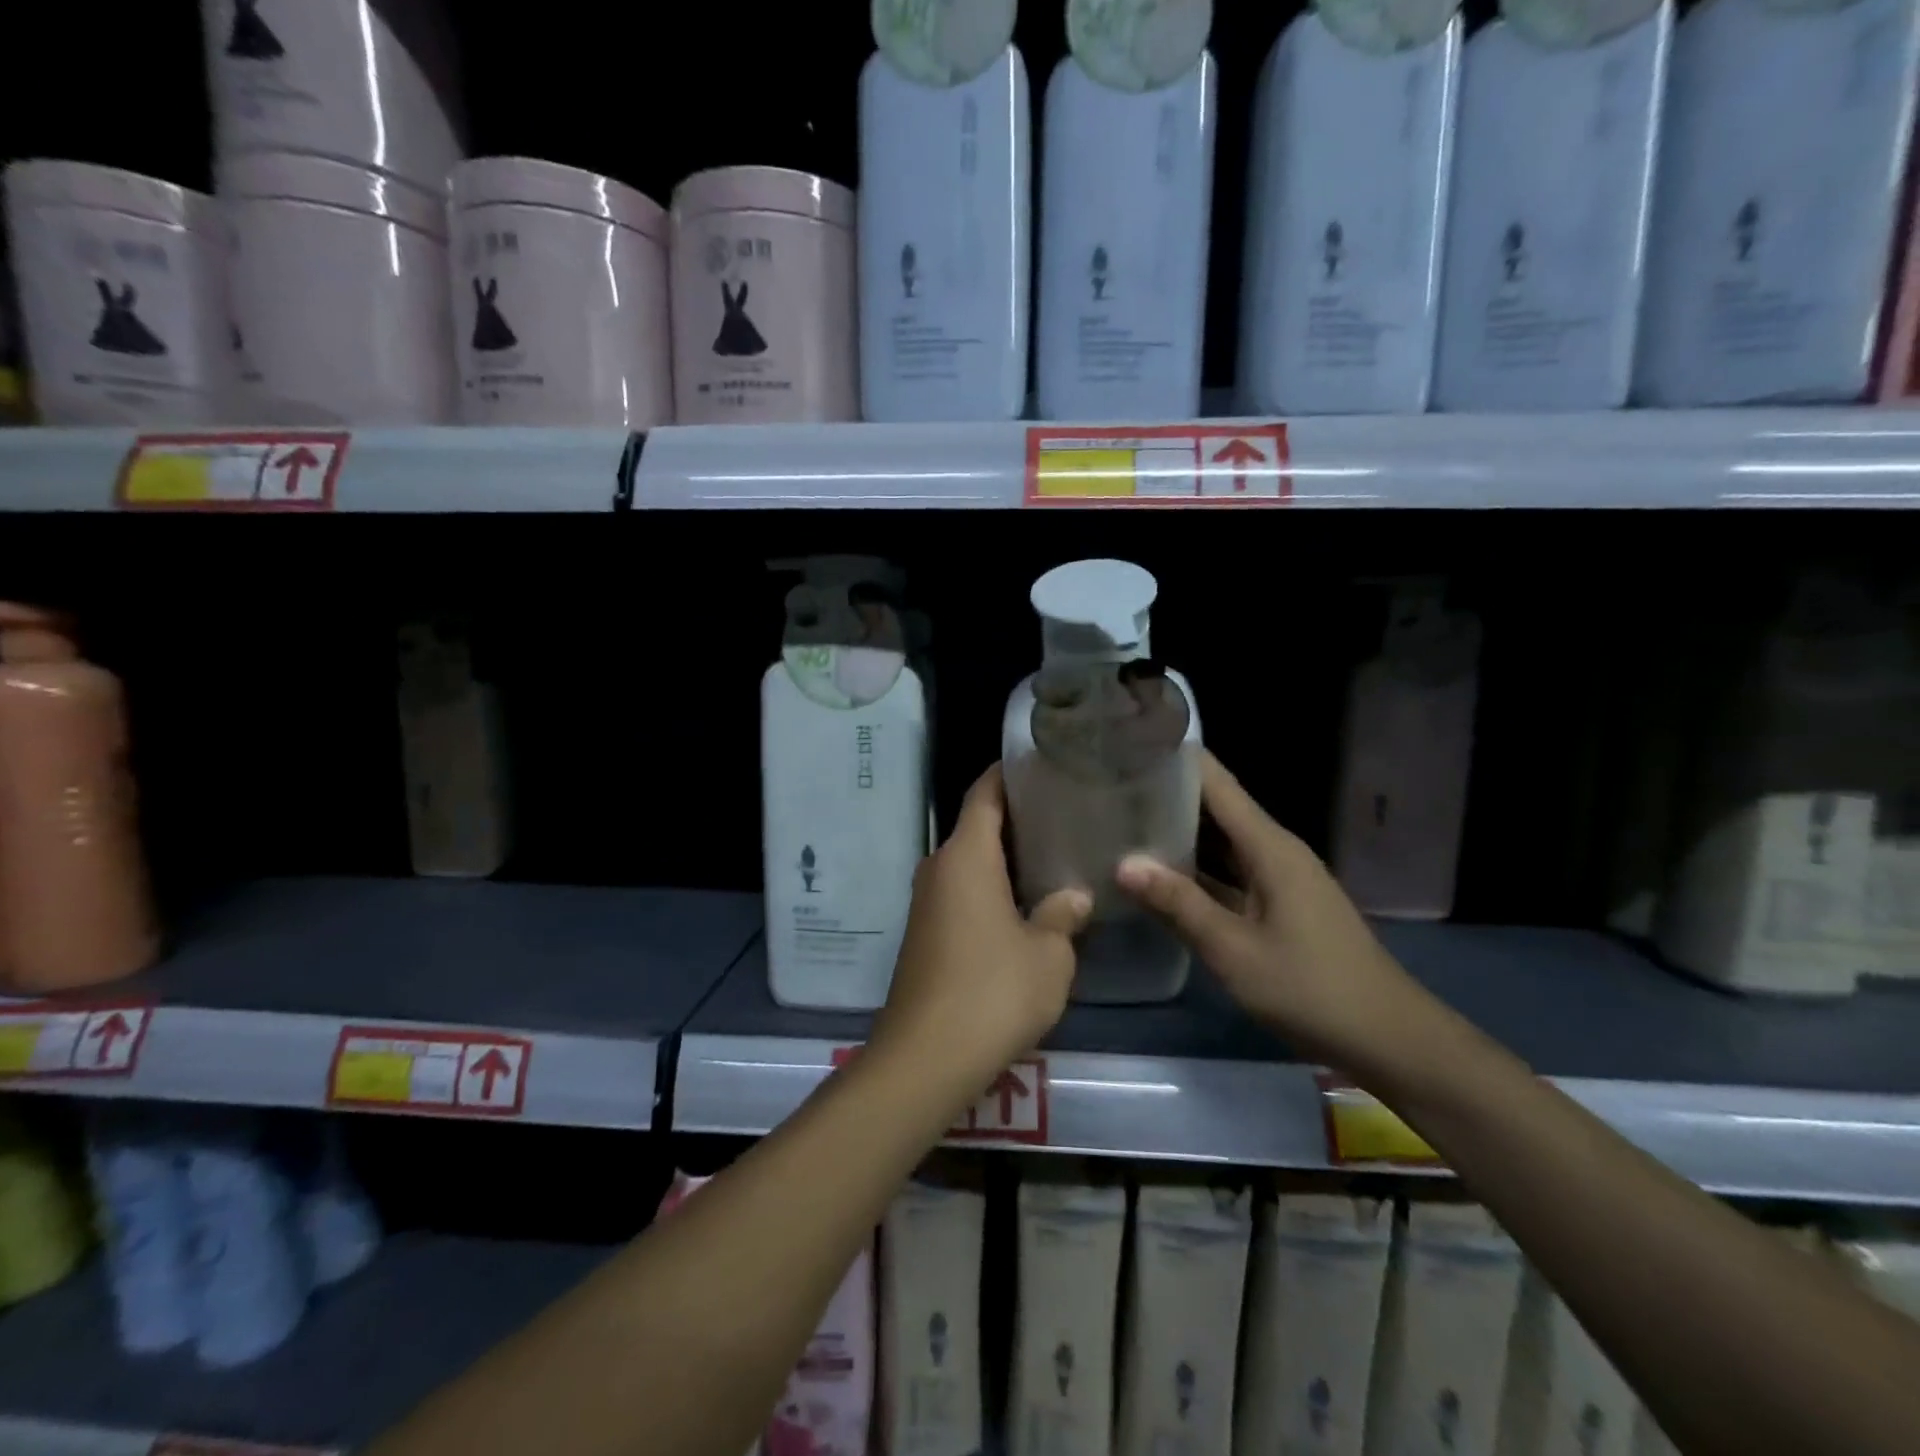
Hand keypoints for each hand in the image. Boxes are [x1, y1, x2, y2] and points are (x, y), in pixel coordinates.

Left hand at [872, 764, 1091, 1091]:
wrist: (925, 1058)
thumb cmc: (992, 992)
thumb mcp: (1048, 954)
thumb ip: (1063, 916)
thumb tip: (1072, 896)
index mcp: (965, 856)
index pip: (985, 793)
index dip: (1010, 773)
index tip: (1043, 765)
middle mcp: (938, 868)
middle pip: (977, 826)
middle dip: (1017, 817)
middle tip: (1065, 815)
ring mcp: (926, 903)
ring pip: (969, 863)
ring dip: (1004, 858)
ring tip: (1053, 856)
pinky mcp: (924, 935)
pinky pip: (961, 893)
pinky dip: (990, 888)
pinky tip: (1025, 905)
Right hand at [1116, 752, 1434, 1072]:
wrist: (1386, 1038)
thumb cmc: (1309, 988)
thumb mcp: (1233, 949)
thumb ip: (1178, 904)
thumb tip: (1123, 863)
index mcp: (1269, 846)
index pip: (1217, 783)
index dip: (1176, 758)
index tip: (1130, 743)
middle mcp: (1274, 851)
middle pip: (1216, 806)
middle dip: (1167, 793)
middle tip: (1111, 784)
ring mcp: (1278, 879)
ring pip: (1221, 842)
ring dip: (1178, 831)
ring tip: (1123, 819)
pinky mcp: (1277, 905)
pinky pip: (1228, 872)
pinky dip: (1195, 869)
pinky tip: (1159, 876)